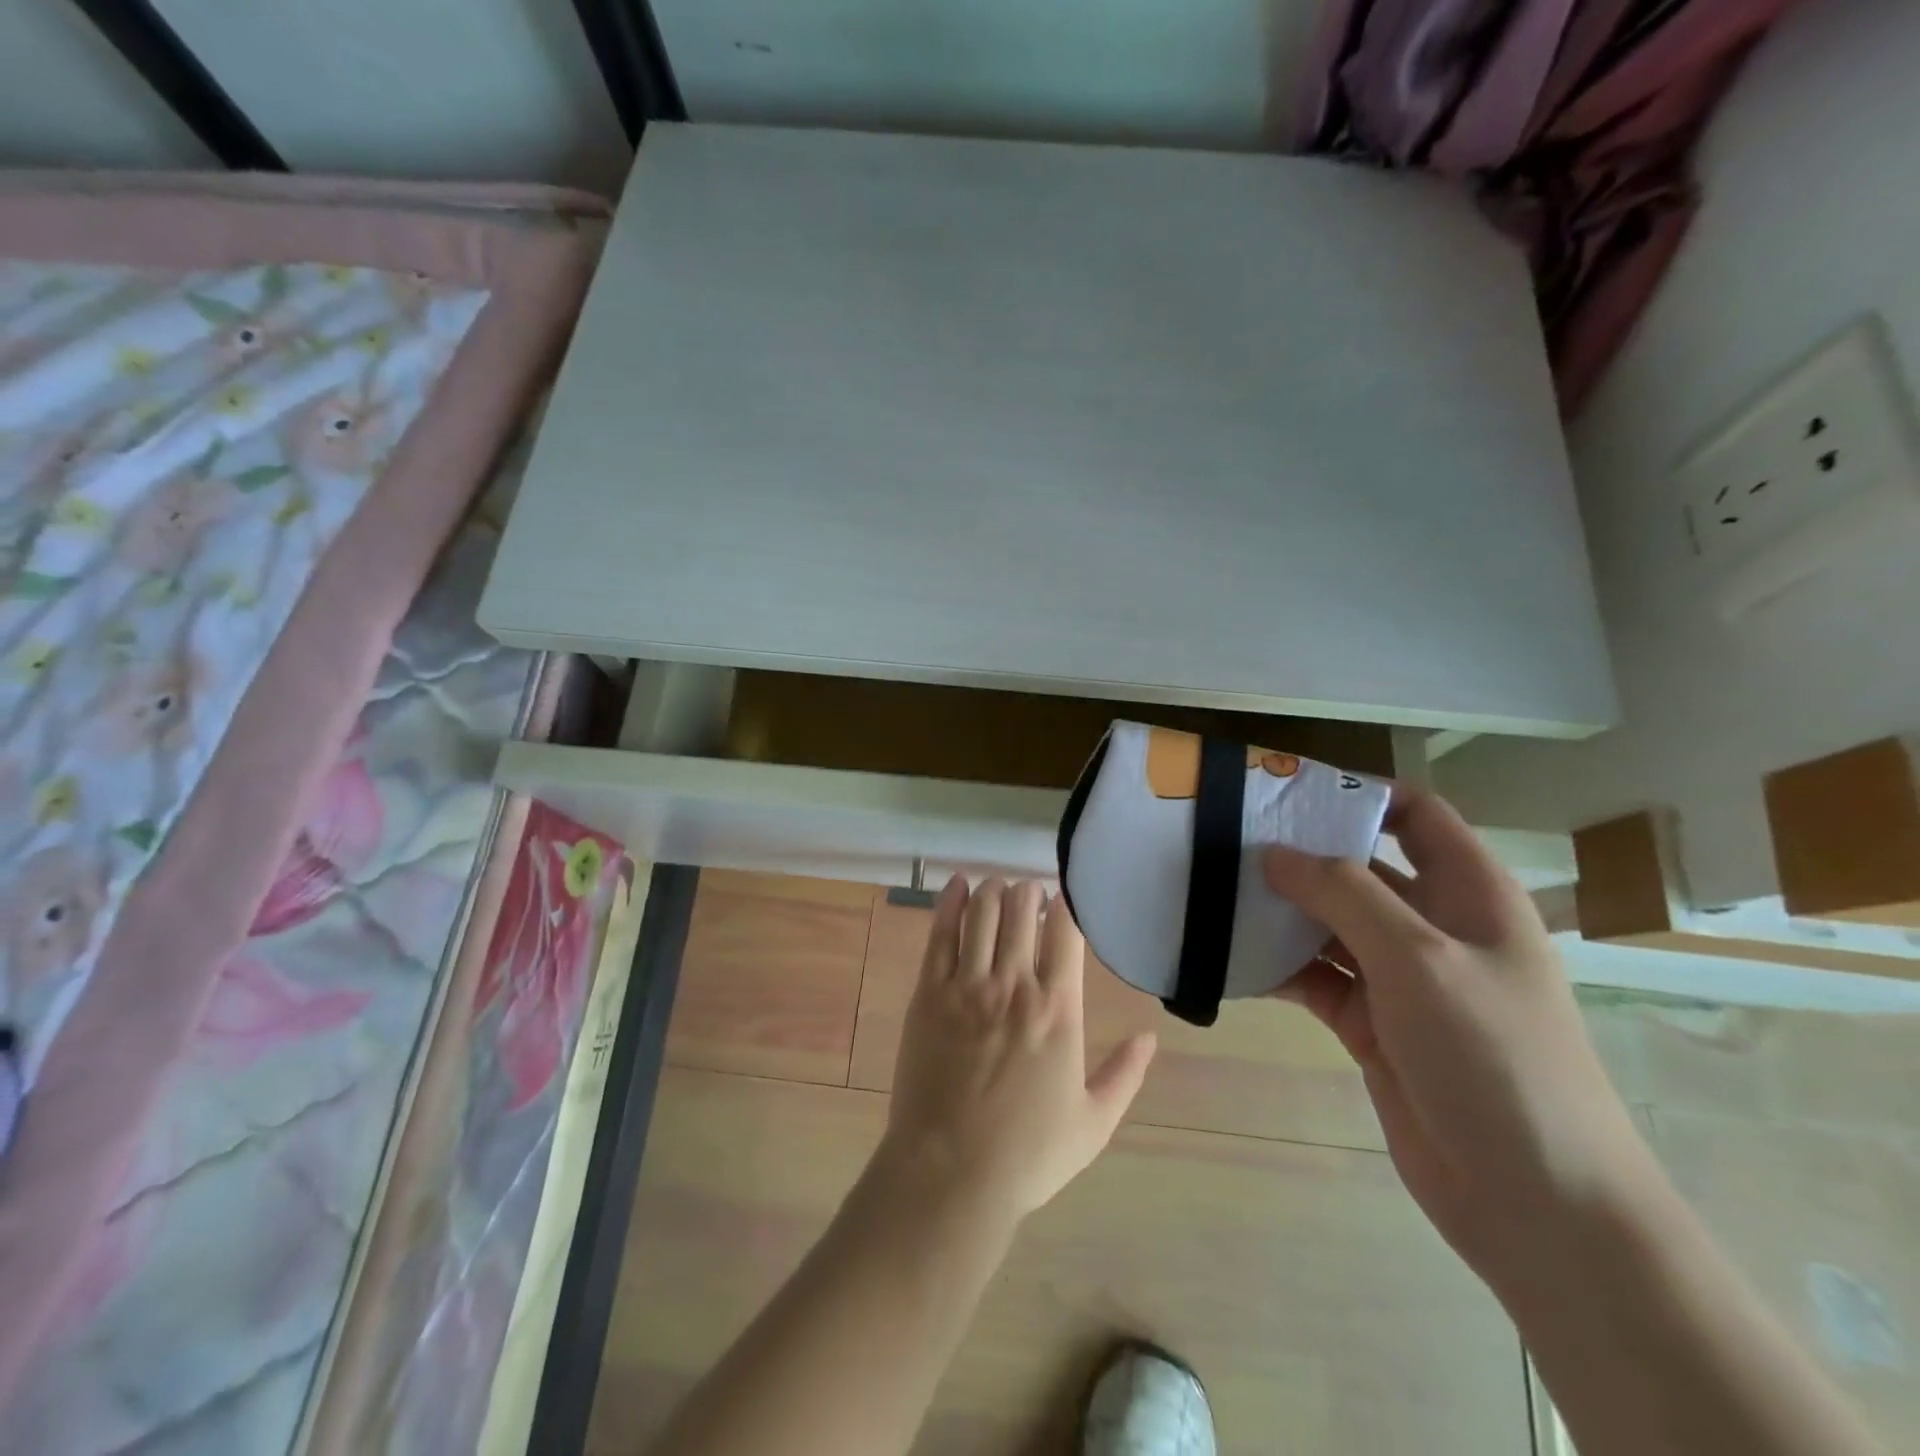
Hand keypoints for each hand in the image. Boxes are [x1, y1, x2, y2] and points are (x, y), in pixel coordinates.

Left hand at [872, 877, 1156, 1226]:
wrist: (950, 1172)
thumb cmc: (1027, 1153)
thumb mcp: (1093, 1123)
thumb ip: (1124, 1074)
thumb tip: (1150, 1036)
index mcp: (1058, 1009)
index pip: (1065, 931)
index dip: (1065, 905)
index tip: (1064, 901)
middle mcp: (1014, 984)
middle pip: (1021, 909)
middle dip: (1028, 892)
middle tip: (1029, 895)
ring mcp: (967, 985)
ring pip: (982, 911)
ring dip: (992, 889)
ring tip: (998, 887)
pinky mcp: (929, 992)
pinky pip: (940, 932)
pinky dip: (950, 902)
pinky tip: (957, 884)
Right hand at [1265, 787, 1658, 1286]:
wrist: (1537, 1204)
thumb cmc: (1494, 1058)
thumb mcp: (1419, 959)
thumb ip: (1344, 894)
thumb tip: (1276, 853)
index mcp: (1469, 894)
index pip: (1415, 815)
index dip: (1358, 794)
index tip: (1286, 791)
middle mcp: (1434, 927)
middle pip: (1361, 867)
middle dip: (1300, 853)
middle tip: (1227, 839)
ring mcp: (1402, 979)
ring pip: (1330, 924)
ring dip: (1280, 911)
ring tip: (1213, 892)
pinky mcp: (1371, 1024)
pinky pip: (1315, 978)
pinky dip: (1278, 967)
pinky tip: (1229, 957)